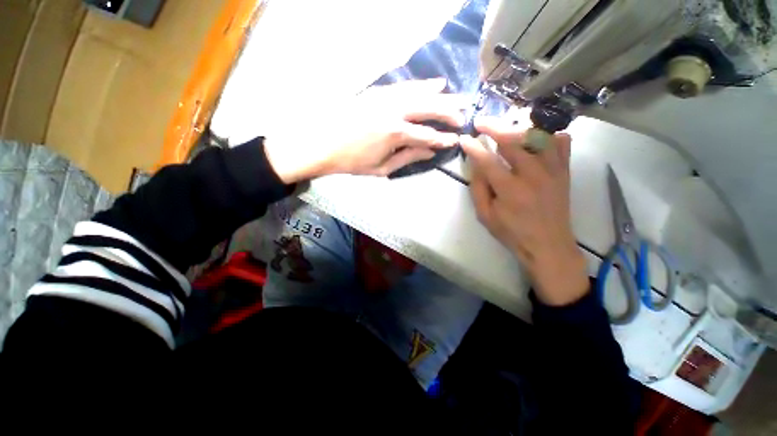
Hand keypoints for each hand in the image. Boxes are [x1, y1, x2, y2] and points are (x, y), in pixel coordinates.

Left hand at [264, 78, 465, 182]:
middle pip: (428, 108)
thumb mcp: (381, 168)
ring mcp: (384, 97)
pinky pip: (404, 86)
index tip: (455, 140)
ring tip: (456, 96)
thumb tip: (430, 152)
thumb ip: (408, 158)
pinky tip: (432, 84)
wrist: (322, 144)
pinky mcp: (376, 91)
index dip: (442, 139)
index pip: (427, 135)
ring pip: (419, 92)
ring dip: (440, 95)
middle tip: (463, 115)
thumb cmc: (352, 162)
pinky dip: (420, 85)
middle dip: (449, 112)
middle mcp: (393, 111)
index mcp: (395, 133)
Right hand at [460, 117, 587, 305]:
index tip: (464, 139)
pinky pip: (561, 143)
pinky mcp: (564, 171)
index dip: (473, 147)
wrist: (548, 245)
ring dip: (518, 128)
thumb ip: (478, 189)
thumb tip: (475, 165)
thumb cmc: (512, 233)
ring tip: (506, 128)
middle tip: (481, 122)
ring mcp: (553, 171)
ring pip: (538, 135)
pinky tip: (537, 138)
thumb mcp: (485, 216)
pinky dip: (548, 135)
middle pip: (513, 140)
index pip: (488, 161)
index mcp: (510, 190)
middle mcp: (533, 175)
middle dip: (494, 127)